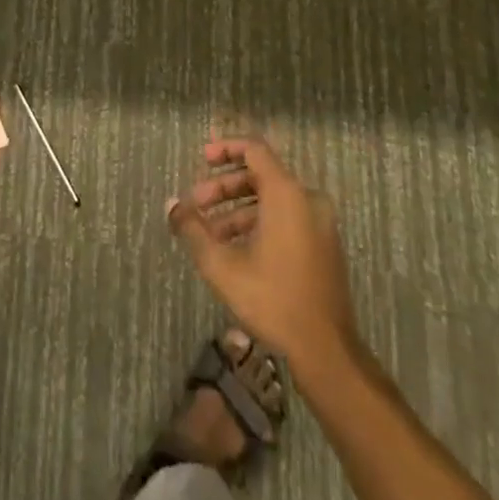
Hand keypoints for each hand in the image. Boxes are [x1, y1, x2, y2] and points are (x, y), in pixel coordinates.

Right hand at [168, 136, 358, 372]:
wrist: (327, 351)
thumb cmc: (273, 300)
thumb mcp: (222, 266)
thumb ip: (193, 229)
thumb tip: (171, 205)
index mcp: (287, 194)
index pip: (255, 150)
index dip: (226, 149)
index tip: (202, 159)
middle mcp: (308, 200)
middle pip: (261, 176)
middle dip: (225, 187)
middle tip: (197, 204)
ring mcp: (320, 223)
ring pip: (272, 200)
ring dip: (238, 209)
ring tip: (210, 233)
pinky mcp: (324, 245)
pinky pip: (287, 218)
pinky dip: (260, 223)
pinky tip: (236, 249)